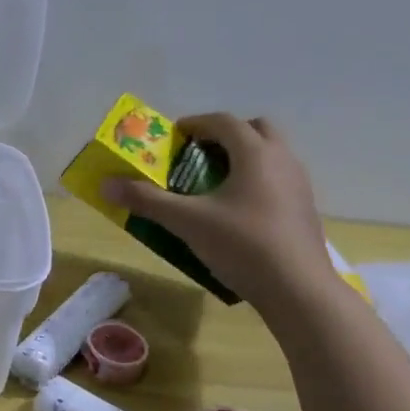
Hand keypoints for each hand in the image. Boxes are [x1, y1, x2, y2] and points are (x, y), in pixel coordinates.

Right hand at [101, 114, 334, 318]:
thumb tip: (106, 184)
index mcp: (255, 153)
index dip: (195, 123)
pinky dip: (255, 180)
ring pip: (270, 154)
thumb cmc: (242, 245)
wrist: (298, 289)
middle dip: (225, 135)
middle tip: (198, 154)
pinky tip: (235, 209)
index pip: (224, 121)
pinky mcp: (303, 208)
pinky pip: (277, 178)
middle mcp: (282, 159)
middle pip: (255, 129)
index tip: (173, 136)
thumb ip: (147, 200)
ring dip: (242, 157)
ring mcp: (298, 184)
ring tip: (213, 182)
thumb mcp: (187, 221)